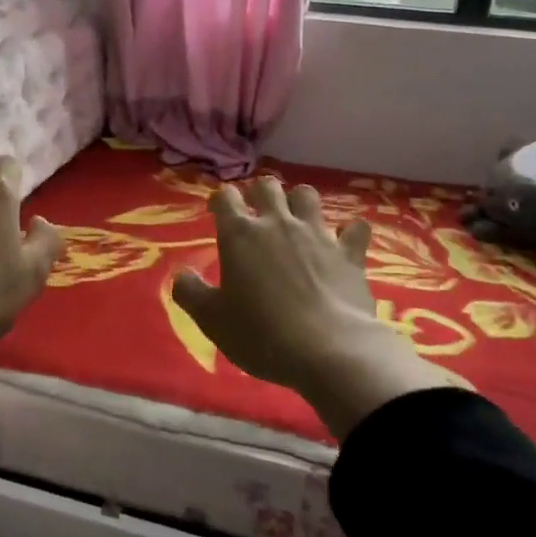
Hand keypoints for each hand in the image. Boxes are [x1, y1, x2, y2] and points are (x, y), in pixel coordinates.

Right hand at [172, 178, 469, 438]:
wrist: (330, 350)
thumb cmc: (262, 334)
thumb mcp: (212, 320)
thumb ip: (190, 293)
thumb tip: (181, 275)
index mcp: (240, 234)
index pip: (225, 196)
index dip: (220, 200)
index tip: (217, 212)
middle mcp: (278, 223)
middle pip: (267, 185)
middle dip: (259, 193)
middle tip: (256, 212)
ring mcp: (317, 234)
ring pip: (307, 195)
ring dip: (299, 202)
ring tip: (296, 219)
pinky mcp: (349, 253)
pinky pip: (354, 229)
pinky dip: (349, 232)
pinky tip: (344, 242)